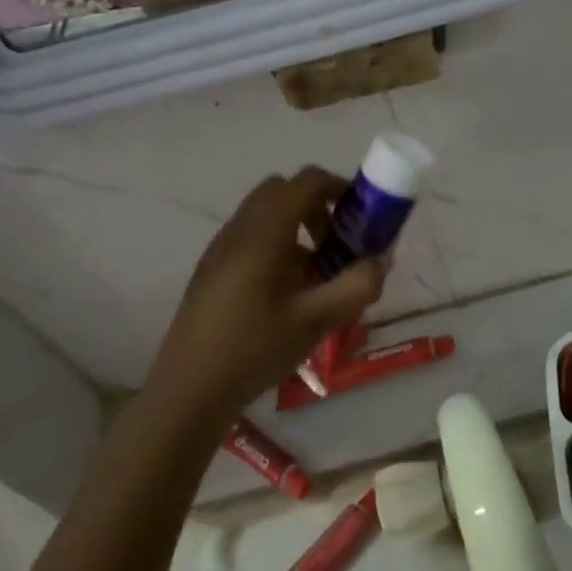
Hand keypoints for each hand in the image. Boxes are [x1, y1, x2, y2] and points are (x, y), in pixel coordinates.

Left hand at [145, 167, 388, 419]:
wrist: (190, 389)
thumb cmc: (255, 349)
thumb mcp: (316, 320)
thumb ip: (356, 286)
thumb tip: (381, 260)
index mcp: (263, 234)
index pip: (305, 182)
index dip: (339, 187)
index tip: (361, 215)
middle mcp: (239, 230)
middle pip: (282, 192)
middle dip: (317, 207)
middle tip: (338, 243)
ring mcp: (221, 248)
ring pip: (265, 215)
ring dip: (298, 228)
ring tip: (317, 274)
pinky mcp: (212, 269)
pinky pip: (251, 237)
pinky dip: (278, 246)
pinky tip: (287, 293)